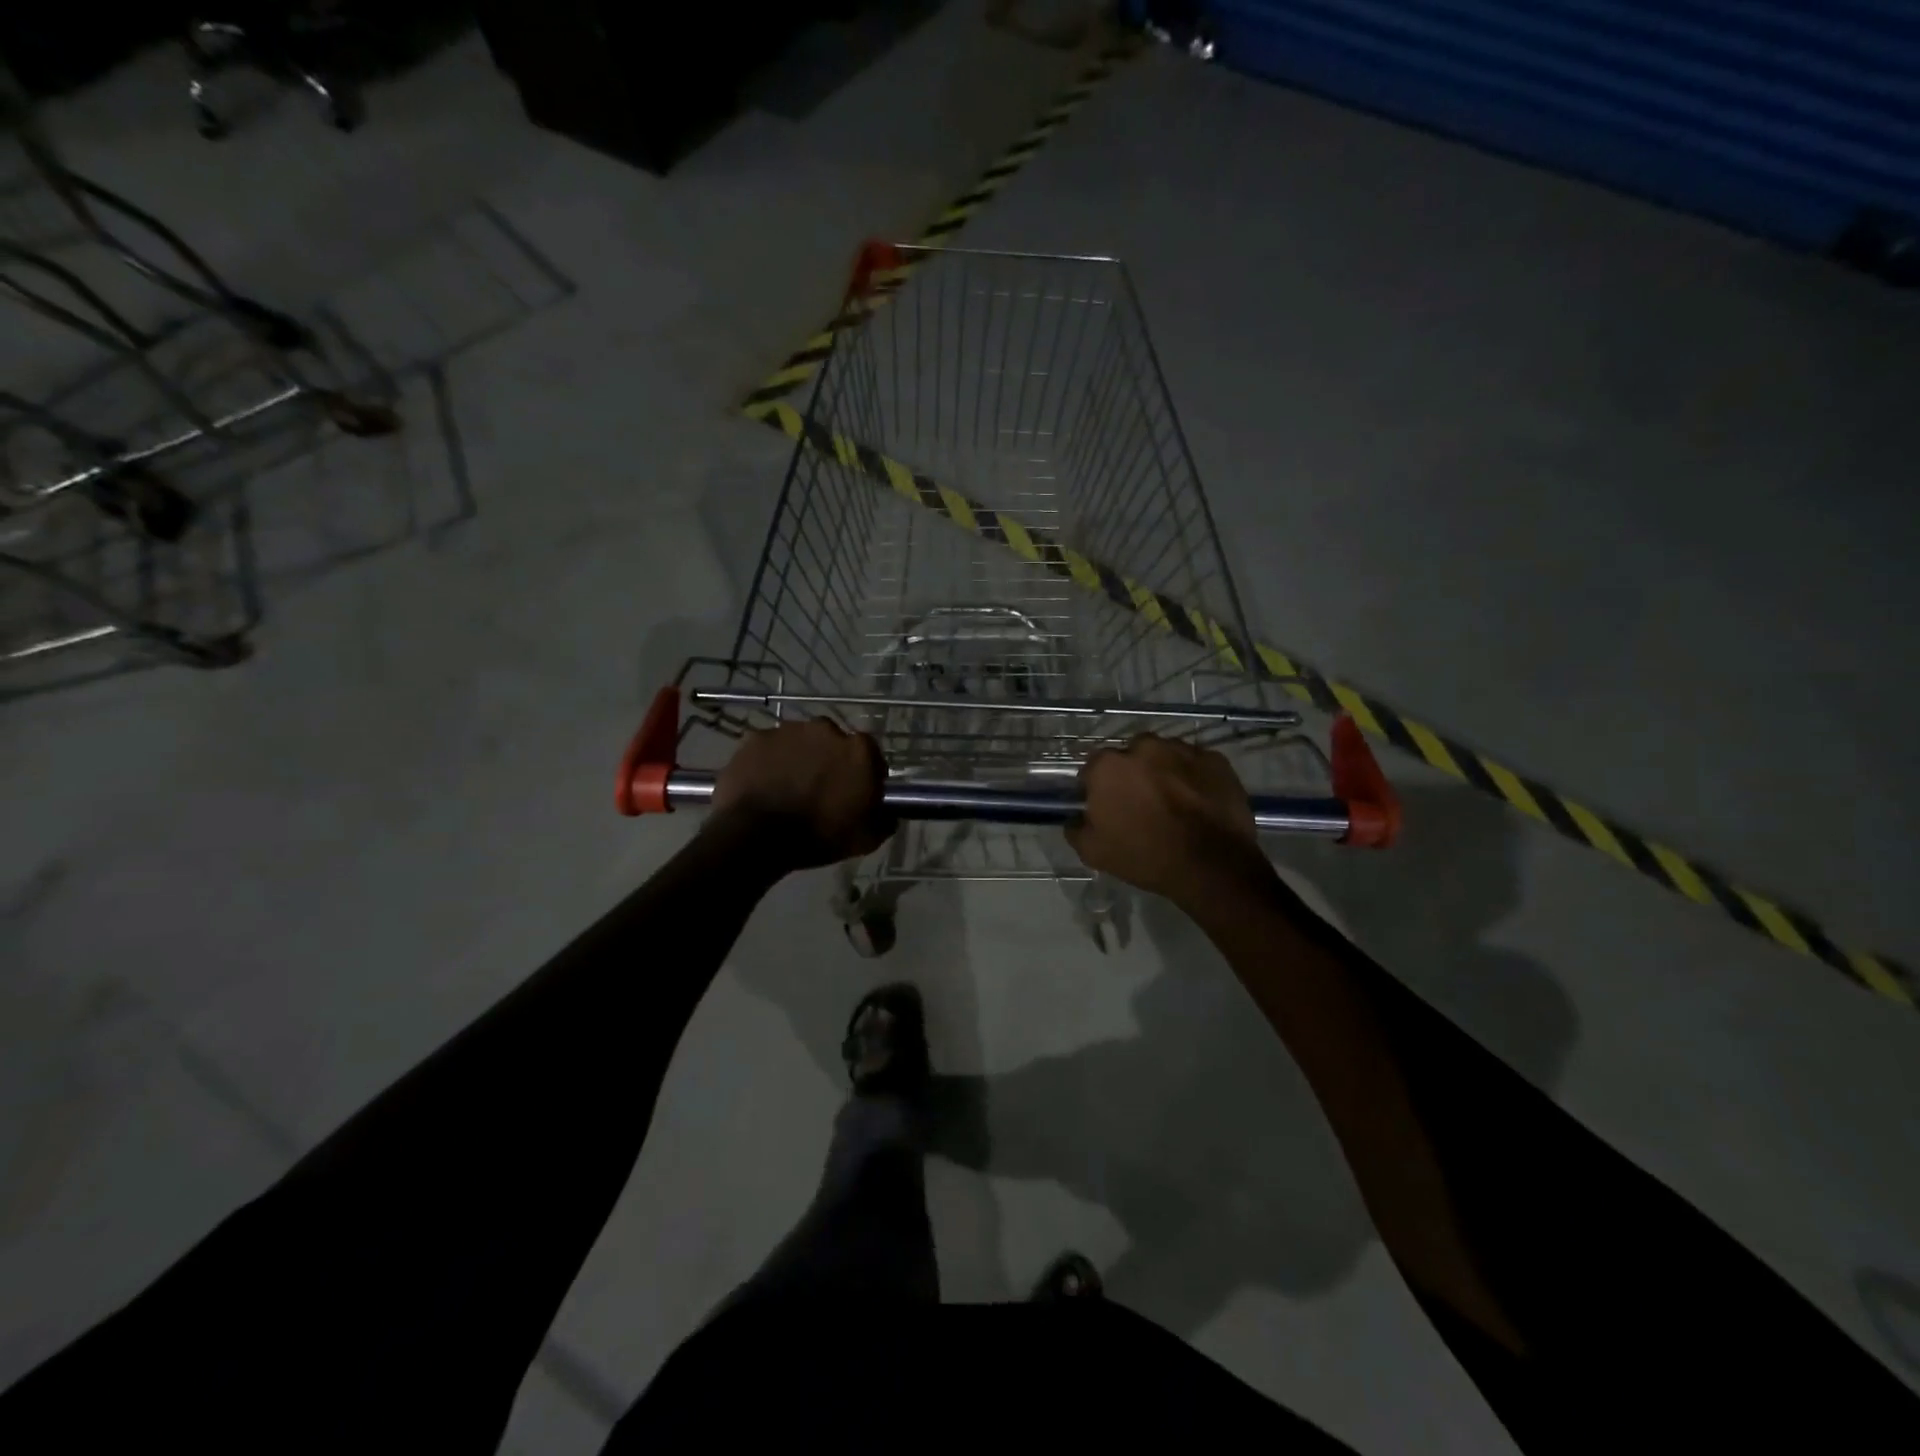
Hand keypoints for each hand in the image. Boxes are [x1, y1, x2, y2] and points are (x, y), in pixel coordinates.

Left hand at [708, 719, 893, 868]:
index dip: (864, 773)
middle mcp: (826, 729)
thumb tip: (888, 812)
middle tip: (820, 789)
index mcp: (858, 750)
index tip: (856, 792)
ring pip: (800, 741)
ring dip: (799, 758)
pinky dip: (770, 761)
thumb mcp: (867, 838)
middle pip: (833, 742)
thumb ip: (885, 819)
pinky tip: (764, 784)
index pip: (870, 755)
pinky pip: (770, 748)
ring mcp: (788, 730)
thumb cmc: (819, 835)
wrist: (758, 835)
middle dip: (830, 760)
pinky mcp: (756, 738)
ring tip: (789, 787)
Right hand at [1066, 735, 1268, 906]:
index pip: (1093, 768)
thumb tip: (1075, 819)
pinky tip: (1198, 802)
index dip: (1097, 787)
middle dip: (1133, 774)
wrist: (1212, 865)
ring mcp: (1182, 749)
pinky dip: (1194, 778)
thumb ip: (1076, 829)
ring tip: (1174, 802)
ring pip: (1165, 756)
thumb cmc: (1146, 856)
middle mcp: (1143, 746)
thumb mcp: (1094, 852)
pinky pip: (1196, 764)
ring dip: (1164, 772)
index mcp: (1108, 766)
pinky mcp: (1214, 759)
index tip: (1106, 806)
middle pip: (1131, 756)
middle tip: (1142, 803)